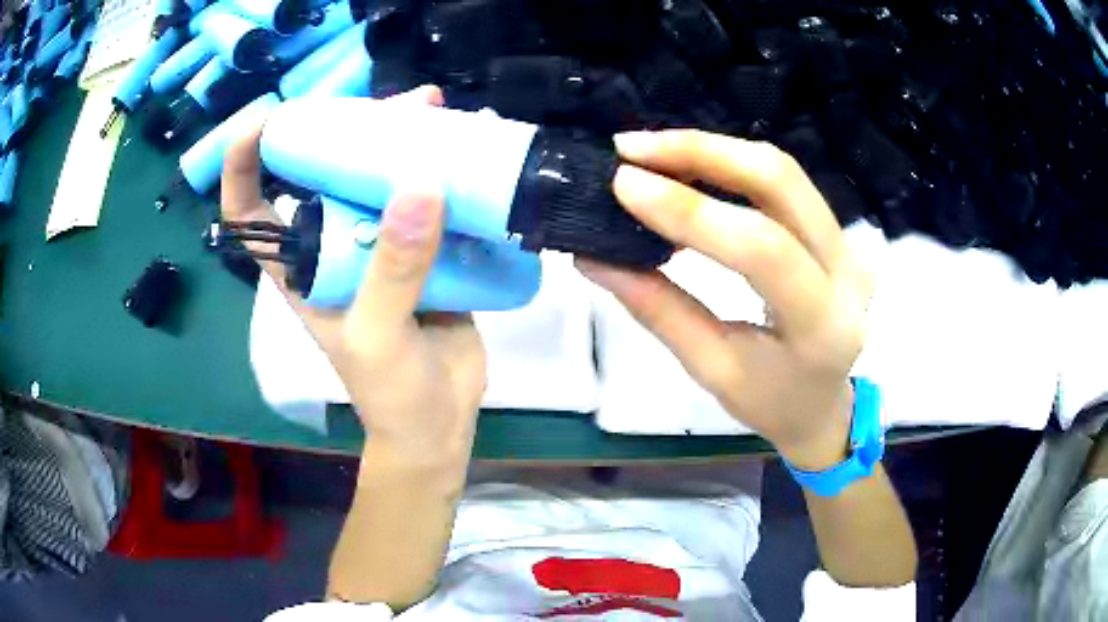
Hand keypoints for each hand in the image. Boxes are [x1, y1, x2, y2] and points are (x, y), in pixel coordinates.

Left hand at [221, 86, 486, 466]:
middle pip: (326, 173)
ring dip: (405, 143)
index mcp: (300, 267)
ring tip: (437, 111)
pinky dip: (444, 174)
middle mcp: (333, 246)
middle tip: (395, 104)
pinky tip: (467, 149)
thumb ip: (392, 269)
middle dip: (349, 130)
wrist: (439, 425)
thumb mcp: (376, 337)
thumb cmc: (389, 394)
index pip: (250, 212)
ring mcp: (380, 247)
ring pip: (381, 180)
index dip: (245, 164)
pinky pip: (427, 203)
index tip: (263, 120)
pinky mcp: (422, 253)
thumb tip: (420, 186)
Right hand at [579, 130, 872, 470]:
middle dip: (702, 153)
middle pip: (782, 183)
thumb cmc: (769, 403)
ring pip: (783, 172)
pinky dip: (729, 165)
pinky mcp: (838, 232)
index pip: (763, 250)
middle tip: (630, 150)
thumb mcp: (712, 370)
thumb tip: (593, 257)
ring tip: (649, 151)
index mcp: (823, 327)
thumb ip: (658, 308)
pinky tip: (687, 165)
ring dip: (712, 150)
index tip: (624, 184)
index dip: (692, 210)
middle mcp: (848, 272)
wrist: (822, 406)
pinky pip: (784, 182)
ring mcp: (850, 245)